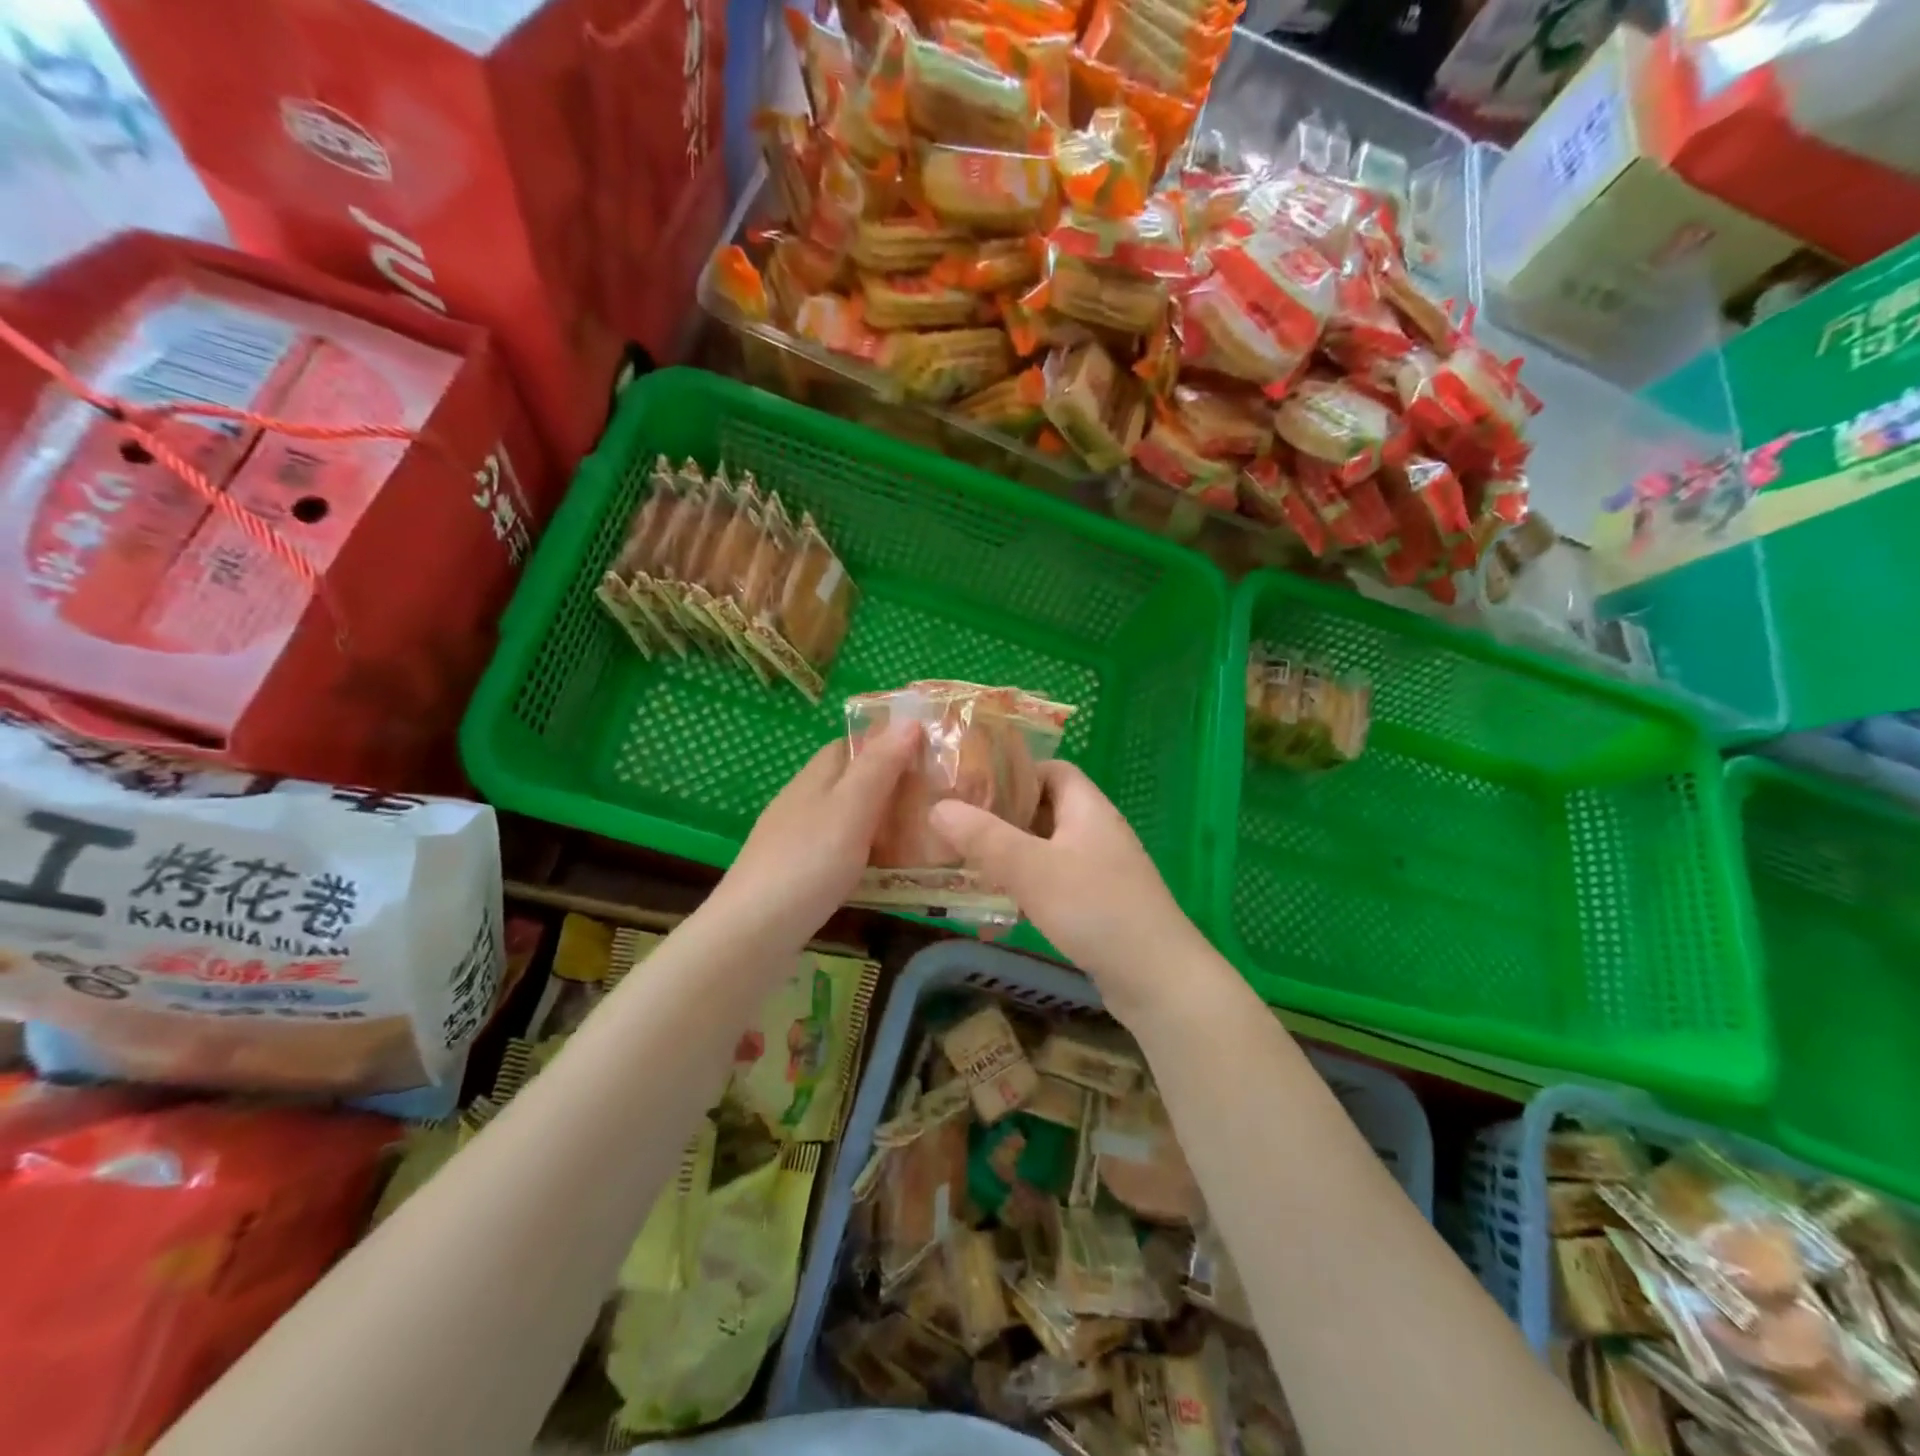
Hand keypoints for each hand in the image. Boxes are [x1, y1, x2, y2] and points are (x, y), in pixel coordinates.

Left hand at [711, 722, 919, 945]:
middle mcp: (803, 802)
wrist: (752, 934)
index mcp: (815, 778)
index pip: (852, 744)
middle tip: (938, 798)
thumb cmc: (807, 863)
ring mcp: (797, 840)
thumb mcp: (850, 808)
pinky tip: (887, 871)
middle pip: (851, 781)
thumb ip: (879, 766)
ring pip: (847, 818)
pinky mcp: (798, 875)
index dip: (888, 742)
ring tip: (924, 833)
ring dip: (881, 820)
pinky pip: (841, 851)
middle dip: (891, 784)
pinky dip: (867, 852)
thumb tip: (908, 720)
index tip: (929, 752)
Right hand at [928, 761, 1210, 1022]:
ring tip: (966, 871)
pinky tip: (997, 916)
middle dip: (1001, 820)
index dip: (1013, 773)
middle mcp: (1096, 832)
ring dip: (1009, 859)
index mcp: (1087, 808)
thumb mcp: (1033, 869)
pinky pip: (1054, 885)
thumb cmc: (1096, 909)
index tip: (971, 787)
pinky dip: (1025, 892)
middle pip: (1044, 811)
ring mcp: (1100, 870)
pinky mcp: (1098, 905)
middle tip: (957, 830)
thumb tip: (937, 807)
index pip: (1051, 770)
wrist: (1158, 980)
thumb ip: (985, 838)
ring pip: (1045, 851)